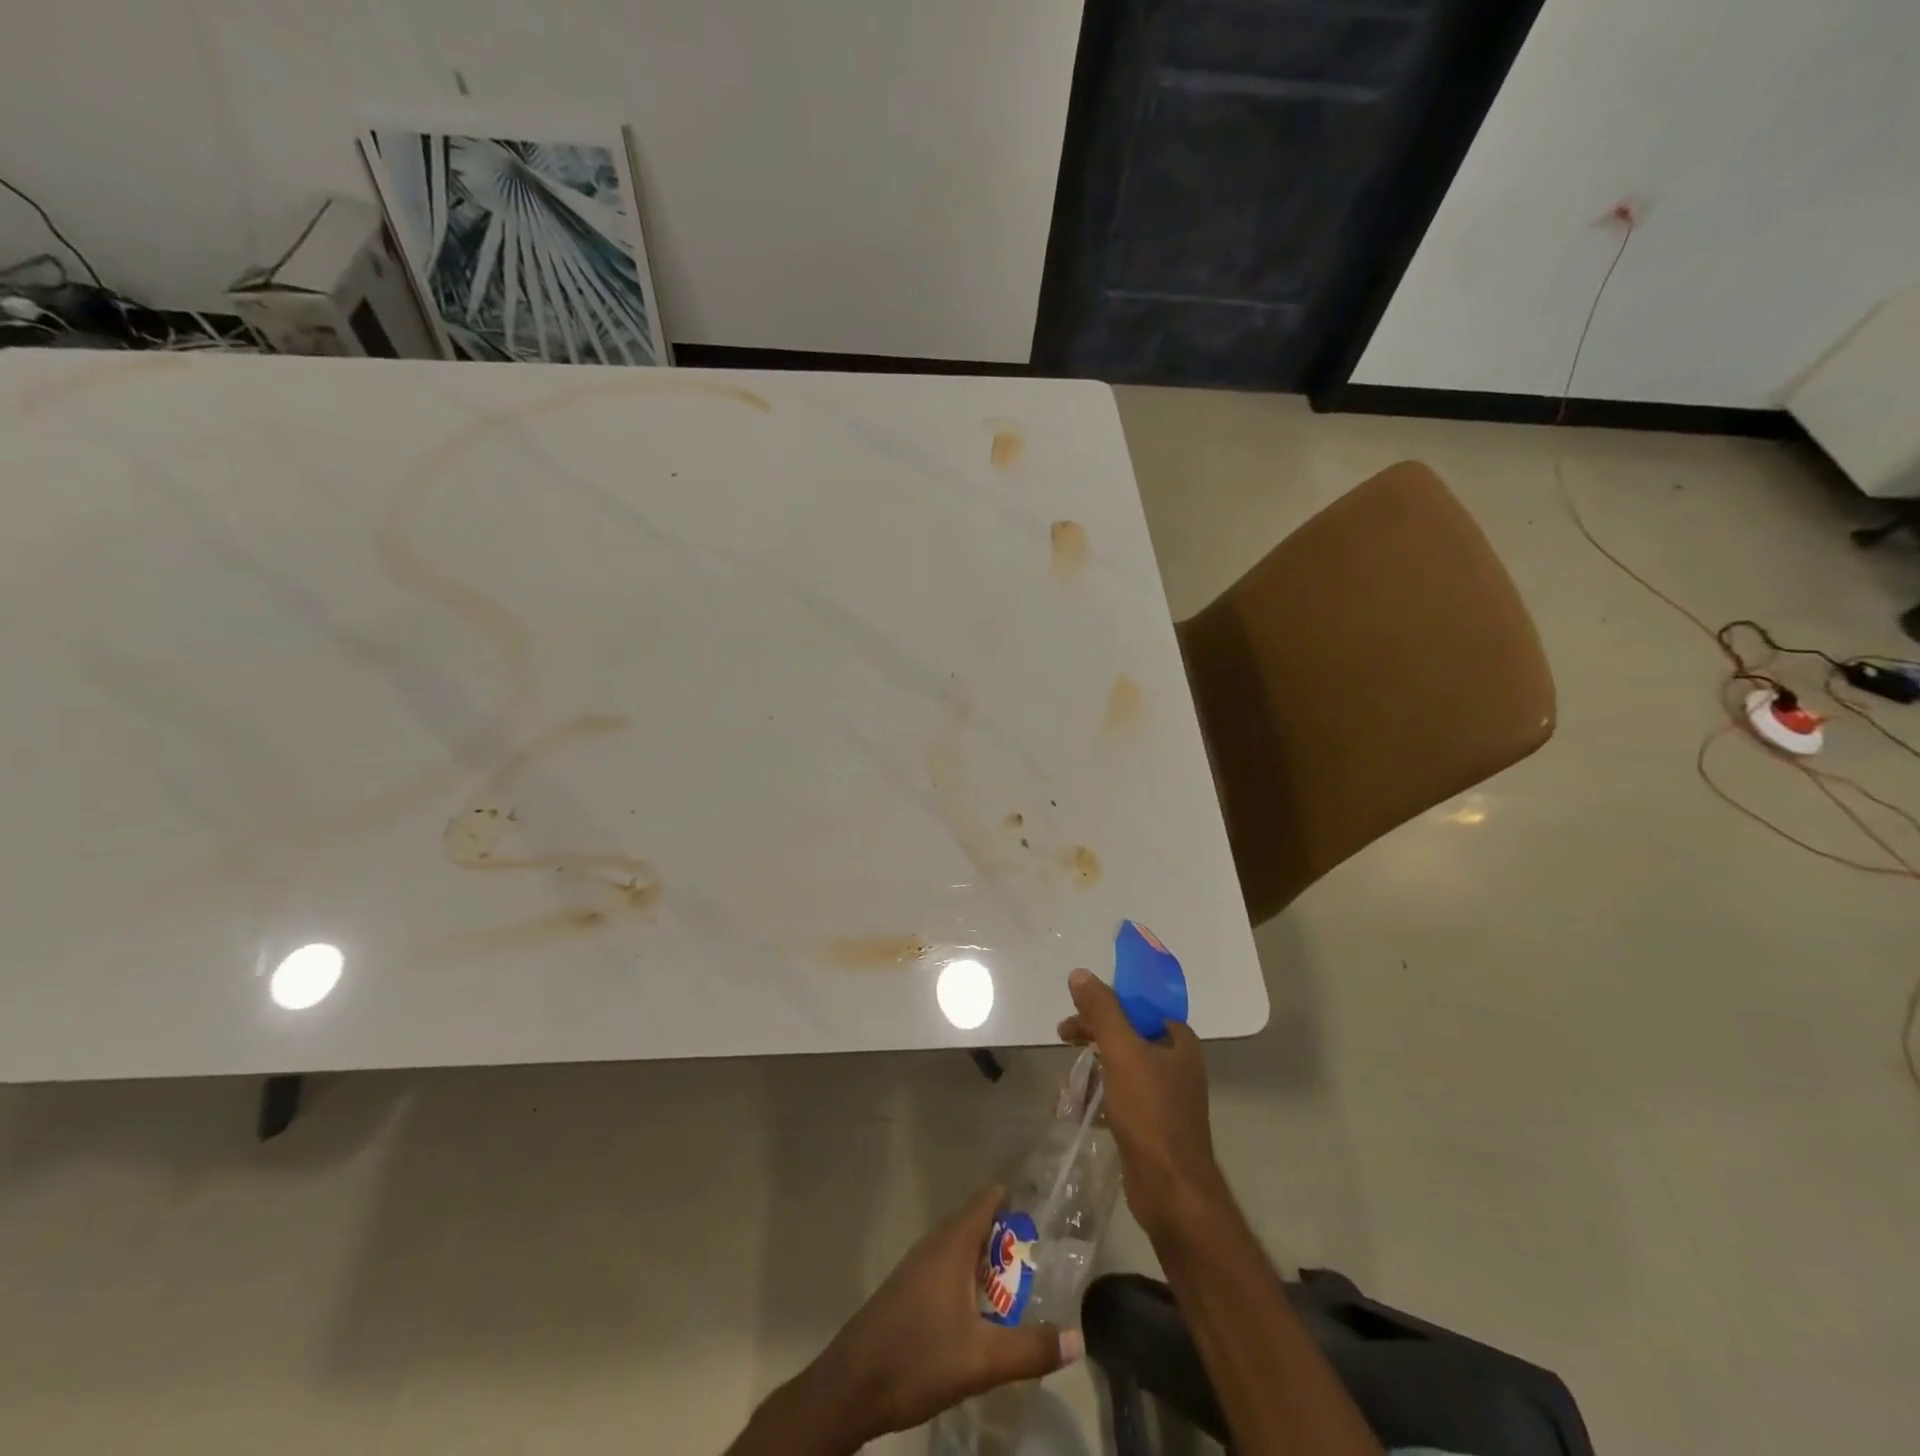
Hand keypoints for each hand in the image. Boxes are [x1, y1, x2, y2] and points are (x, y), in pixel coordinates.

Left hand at [746, 1184, 1077, 1452]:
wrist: (851, 1386)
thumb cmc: (917, 1358)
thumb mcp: (982, 1359)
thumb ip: (1030, 1348)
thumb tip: (1078, 1338)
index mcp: (952, 1244)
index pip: (987, 1199)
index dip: (1016, 1197)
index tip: (1046, 1206)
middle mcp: (934, 1245)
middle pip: (976, 1222)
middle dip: (1008, 1235)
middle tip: (1043, 1254)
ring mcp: (917, 1267)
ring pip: (960, 1249)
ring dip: (988, 1260)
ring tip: (1019, 1284)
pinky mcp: (906, 1291)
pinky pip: (946, 1268)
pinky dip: (969, 1278)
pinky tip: (981, 1312)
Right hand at [1058, 967, 1222, 1243]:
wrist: (1172, 1192)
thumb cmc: (1151, 1113)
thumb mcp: (1122, 1052)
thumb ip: (1102, 1011)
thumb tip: (1080, 974)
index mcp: (1178, 1042)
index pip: (1140, 1007)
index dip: (1108, 1003)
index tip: (1078, 1010)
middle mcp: (1176, 1065)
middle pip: (1127, 1035)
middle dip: (1093, 1036)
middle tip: (1063, 1038)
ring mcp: (1165, 1098)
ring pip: (1120, 1068)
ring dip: (1091, 1070)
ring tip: (1066, 1083)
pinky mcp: (1151, 1127)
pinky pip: (1119, 1099)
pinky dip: (1097, 1098)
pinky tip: (1075, 1108)